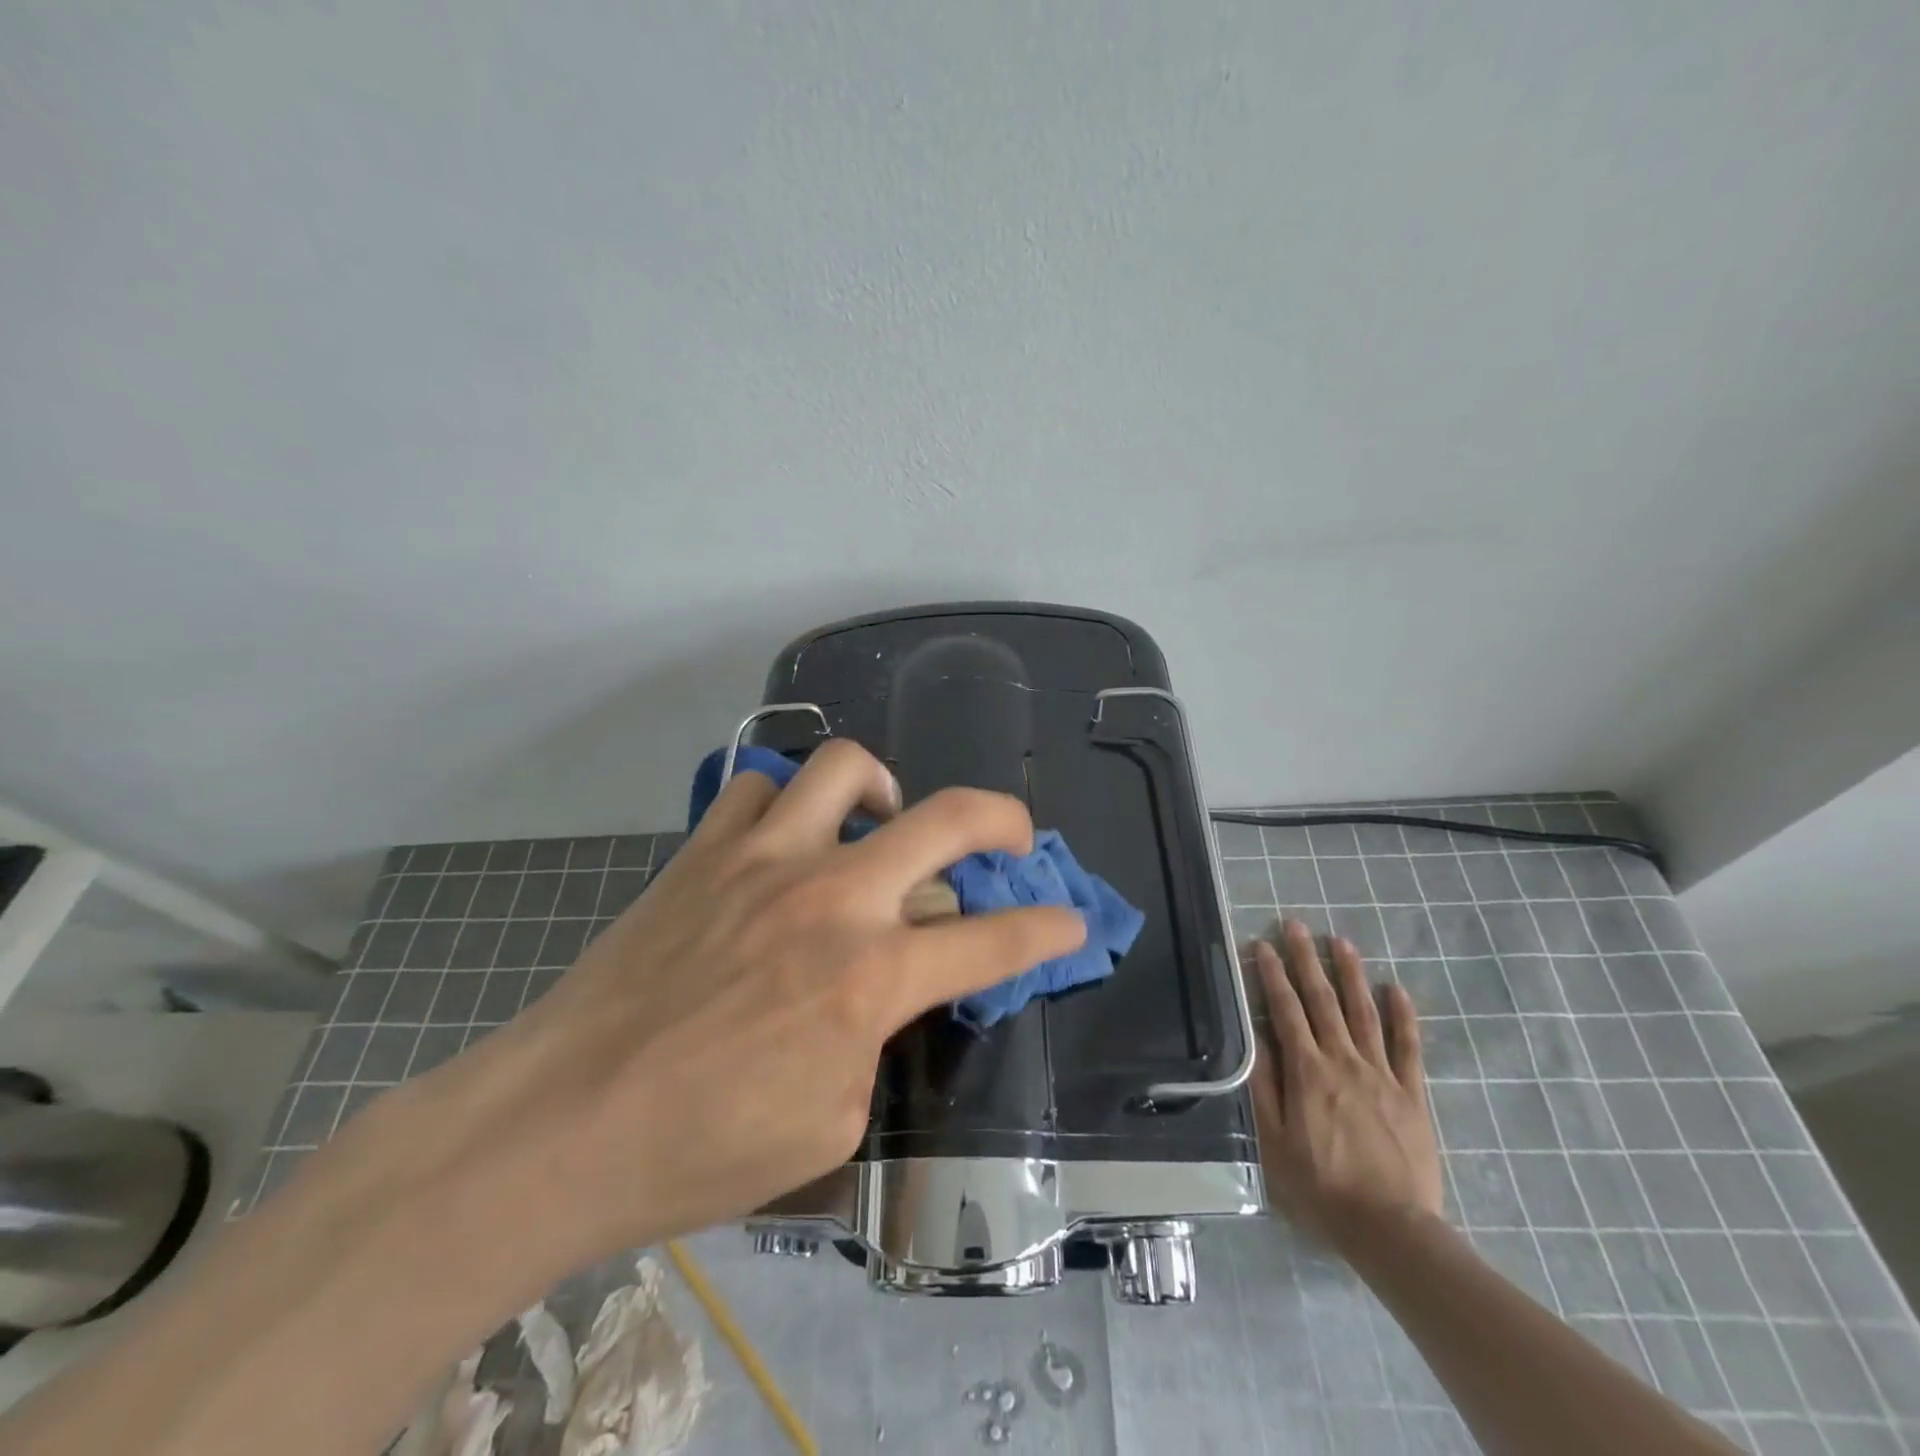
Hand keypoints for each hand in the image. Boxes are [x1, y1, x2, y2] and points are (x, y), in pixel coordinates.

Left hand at [365, 738, 1086, 1278]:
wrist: (560, 1124)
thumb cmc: (699, 1150)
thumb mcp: (830, 1127)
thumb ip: (874, 1044)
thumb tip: (878, 991)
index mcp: (870, 978)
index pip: (993, 941)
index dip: (1046, 929)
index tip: (1070, 922)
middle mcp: (832, 897)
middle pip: (948, 818)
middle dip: (1004, 819)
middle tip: (1012, 836)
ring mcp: (764, 859)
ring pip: (846, 767)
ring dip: (882, 788)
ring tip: (878, 822)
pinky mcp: (704, 849)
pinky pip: (759, 787)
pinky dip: (786, 804)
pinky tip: (783, 840)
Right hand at [1249, 919, 1443, 1250]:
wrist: (1390, 1228)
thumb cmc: (1320, 1185)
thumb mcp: (1274, 1139)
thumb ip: (1264, 1085)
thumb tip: (1253, 1036)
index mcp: (1307, 1070)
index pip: (1285, 1009)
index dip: (1272, 974)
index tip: (1261, 943)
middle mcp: (1343, 1060)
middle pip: (1322, 1000)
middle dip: (1306, 958)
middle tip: (1296, 925)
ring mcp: (1381, 1074)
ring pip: (1363, 1012)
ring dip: (1350, 974)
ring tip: (1341, 941)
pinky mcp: (1412, 1093)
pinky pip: (1408, 1047)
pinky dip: (1402, 1015)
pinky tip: (1396, 989)